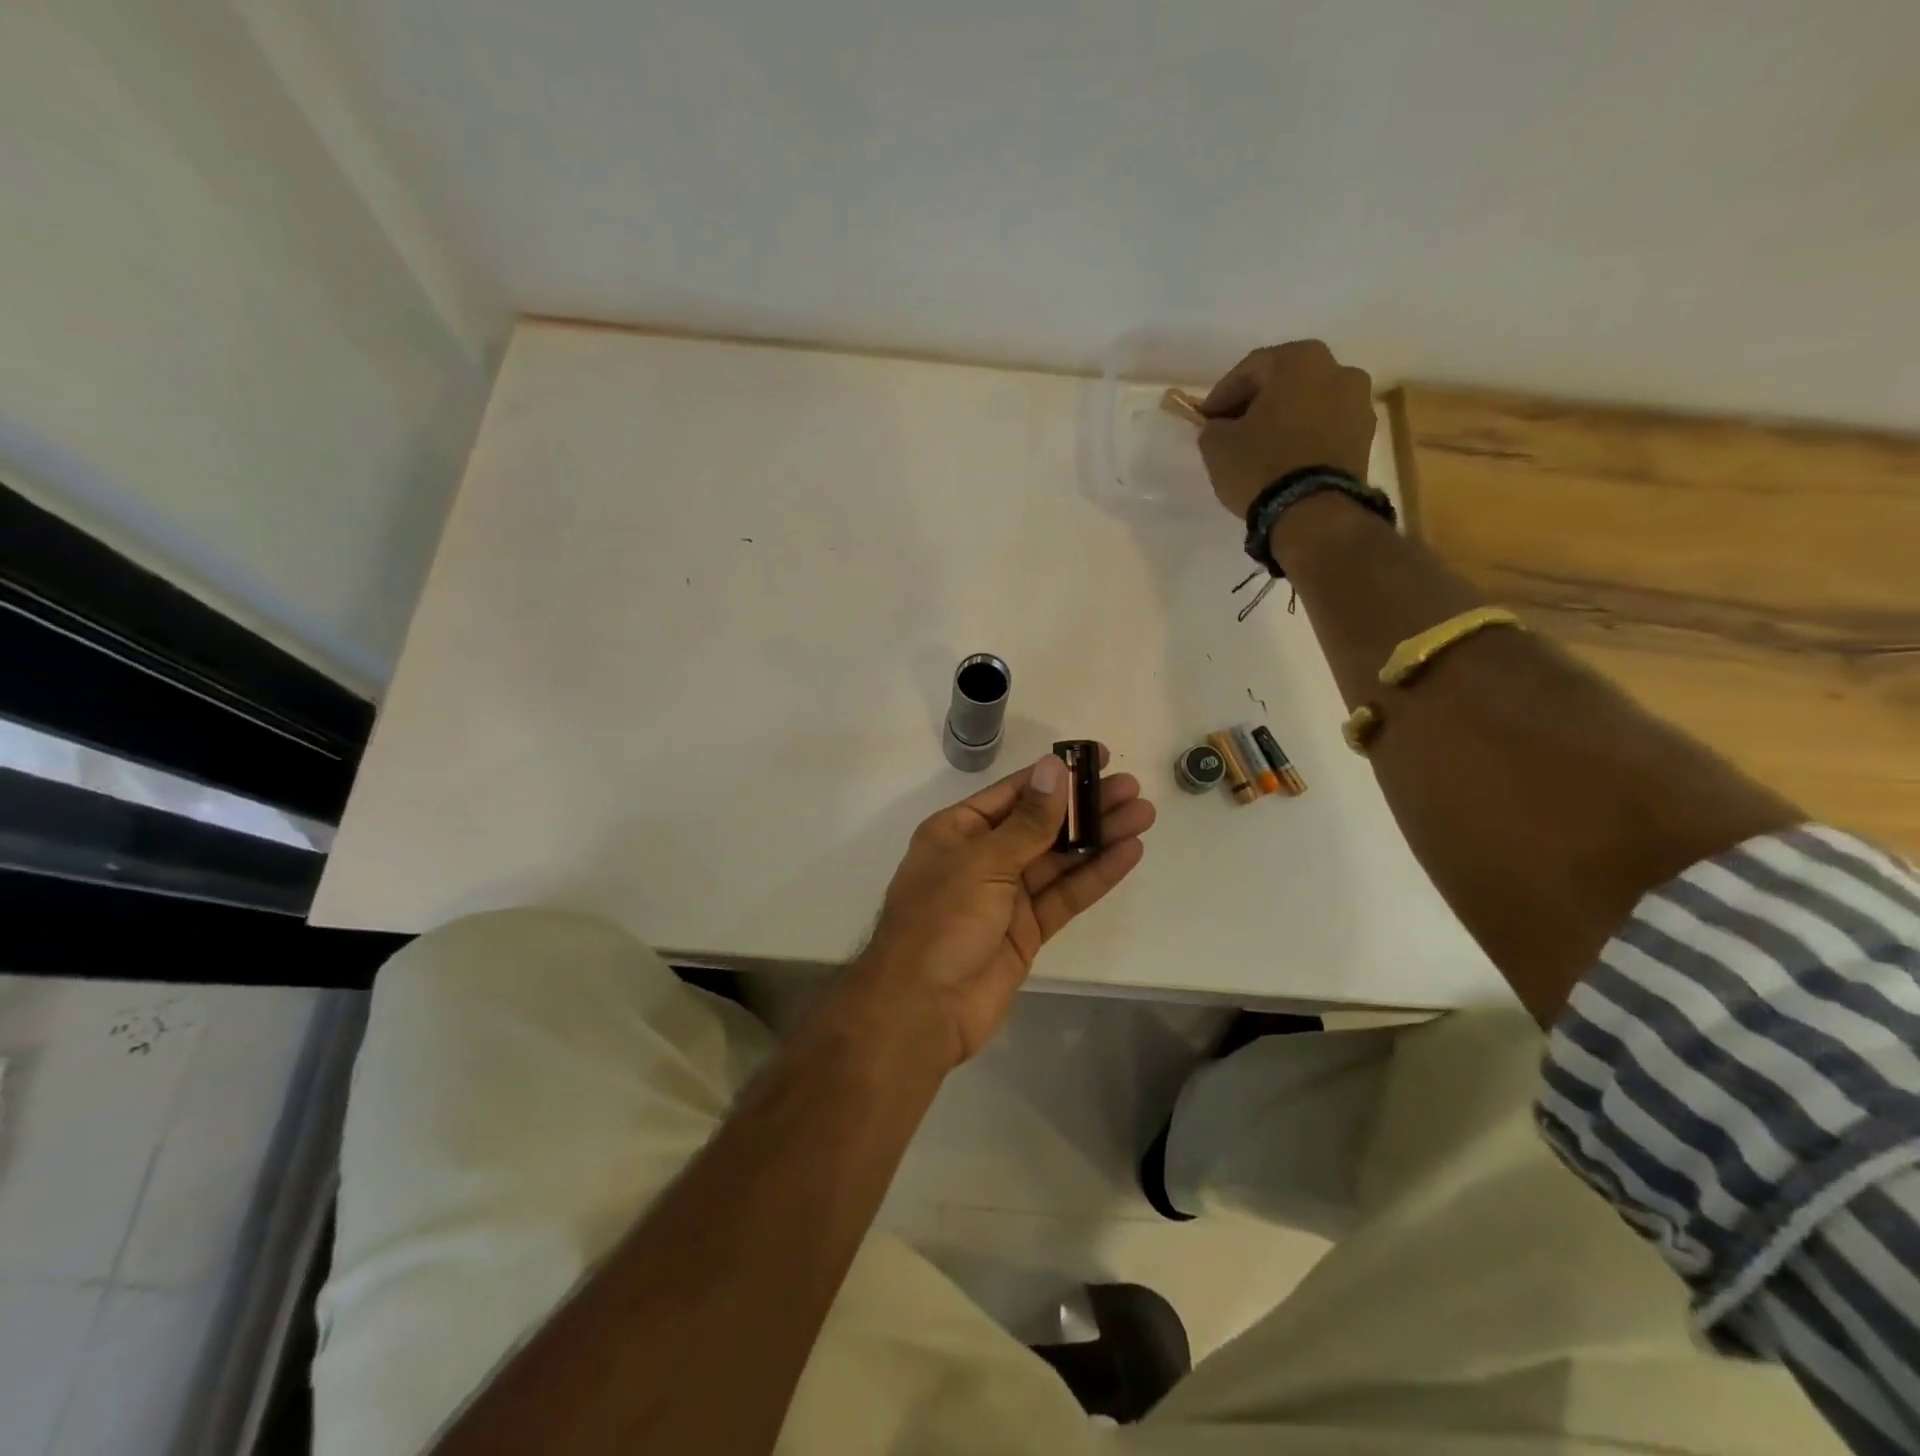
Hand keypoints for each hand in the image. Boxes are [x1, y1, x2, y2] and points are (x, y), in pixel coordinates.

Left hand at [840, 749, 1154, 1068]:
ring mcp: (1005, 896)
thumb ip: (1027, 821)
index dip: (1056, 775)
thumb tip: (1055, 768)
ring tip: (1143, 814)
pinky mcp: (1026, 930)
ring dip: (1098, 837)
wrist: (922, 1009)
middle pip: (1042, 824)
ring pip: (1059, 859)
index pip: (1015, 793)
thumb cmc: (941, 921)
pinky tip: (1128, 853)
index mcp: (958, 831)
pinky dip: (1095, 875)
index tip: (1096, 758)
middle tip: (1132, 788)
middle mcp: (982, 857)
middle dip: (1085, 806)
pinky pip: (1064, 895)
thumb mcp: (983, 861)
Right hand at [1197, 340, 1375, 518]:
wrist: (1314, 511)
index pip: (1250, 369)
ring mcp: (1359, 403)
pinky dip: (1305, 437)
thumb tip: (1221, 427)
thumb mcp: (1217, 445)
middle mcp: (1338, 369)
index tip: (1205, 419)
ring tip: (1262, 448)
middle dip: (1257, 403)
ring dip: (1285, 419)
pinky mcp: (1366, 437)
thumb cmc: (1261, 465)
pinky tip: (1286, 459)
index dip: (1222, 394)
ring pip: (1309, 404)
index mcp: (1299, 360)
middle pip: (1285, 381)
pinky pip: (1326, 428)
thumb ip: (1214, 427)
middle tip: (1233, 429)